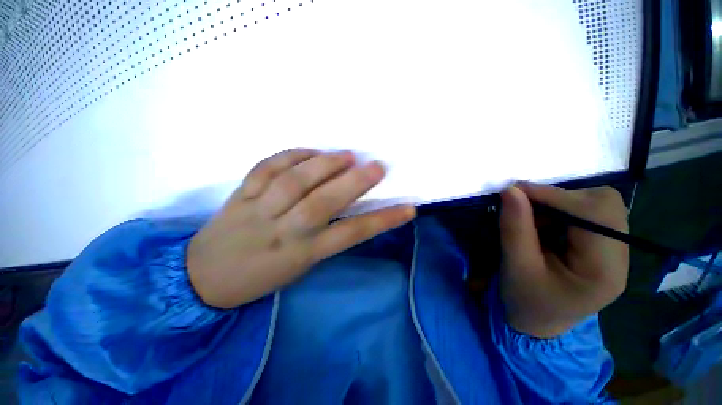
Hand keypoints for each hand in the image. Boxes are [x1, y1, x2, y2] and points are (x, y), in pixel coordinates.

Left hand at [187, 149, 415, 308]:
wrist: (204, 279)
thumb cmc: (261, 277)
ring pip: (293, 182)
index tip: (408, 208)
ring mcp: (259, 211)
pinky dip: (289, 156)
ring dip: (323, 165)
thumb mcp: (300, 265)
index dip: (382, 221)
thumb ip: (324, 236)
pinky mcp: (239, 195)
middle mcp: (283, 231)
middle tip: (377, 167)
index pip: (351, 235)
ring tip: (346, 155)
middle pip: (322, 203)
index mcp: (302, 254)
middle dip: (353, 183)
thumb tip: (346, 206)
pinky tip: (308, 151)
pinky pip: (265, 169)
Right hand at [499, 183, 628, 337]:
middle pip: (605, 205)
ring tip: (534, 220)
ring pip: (597, 204)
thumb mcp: (515, 266)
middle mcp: (619, 257)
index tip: (516, 190)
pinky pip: (588, 213)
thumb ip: (514, 227)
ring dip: (560, 203)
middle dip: (562, 198)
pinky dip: (561, 210)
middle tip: (526, 206)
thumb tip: (511, 190)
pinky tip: (544, 224)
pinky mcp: (602, 245)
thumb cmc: (526, 299)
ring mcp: (614, 250)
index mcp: (604, 271)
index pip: (595, 216)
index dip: (556, 196)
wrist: (538, 320)